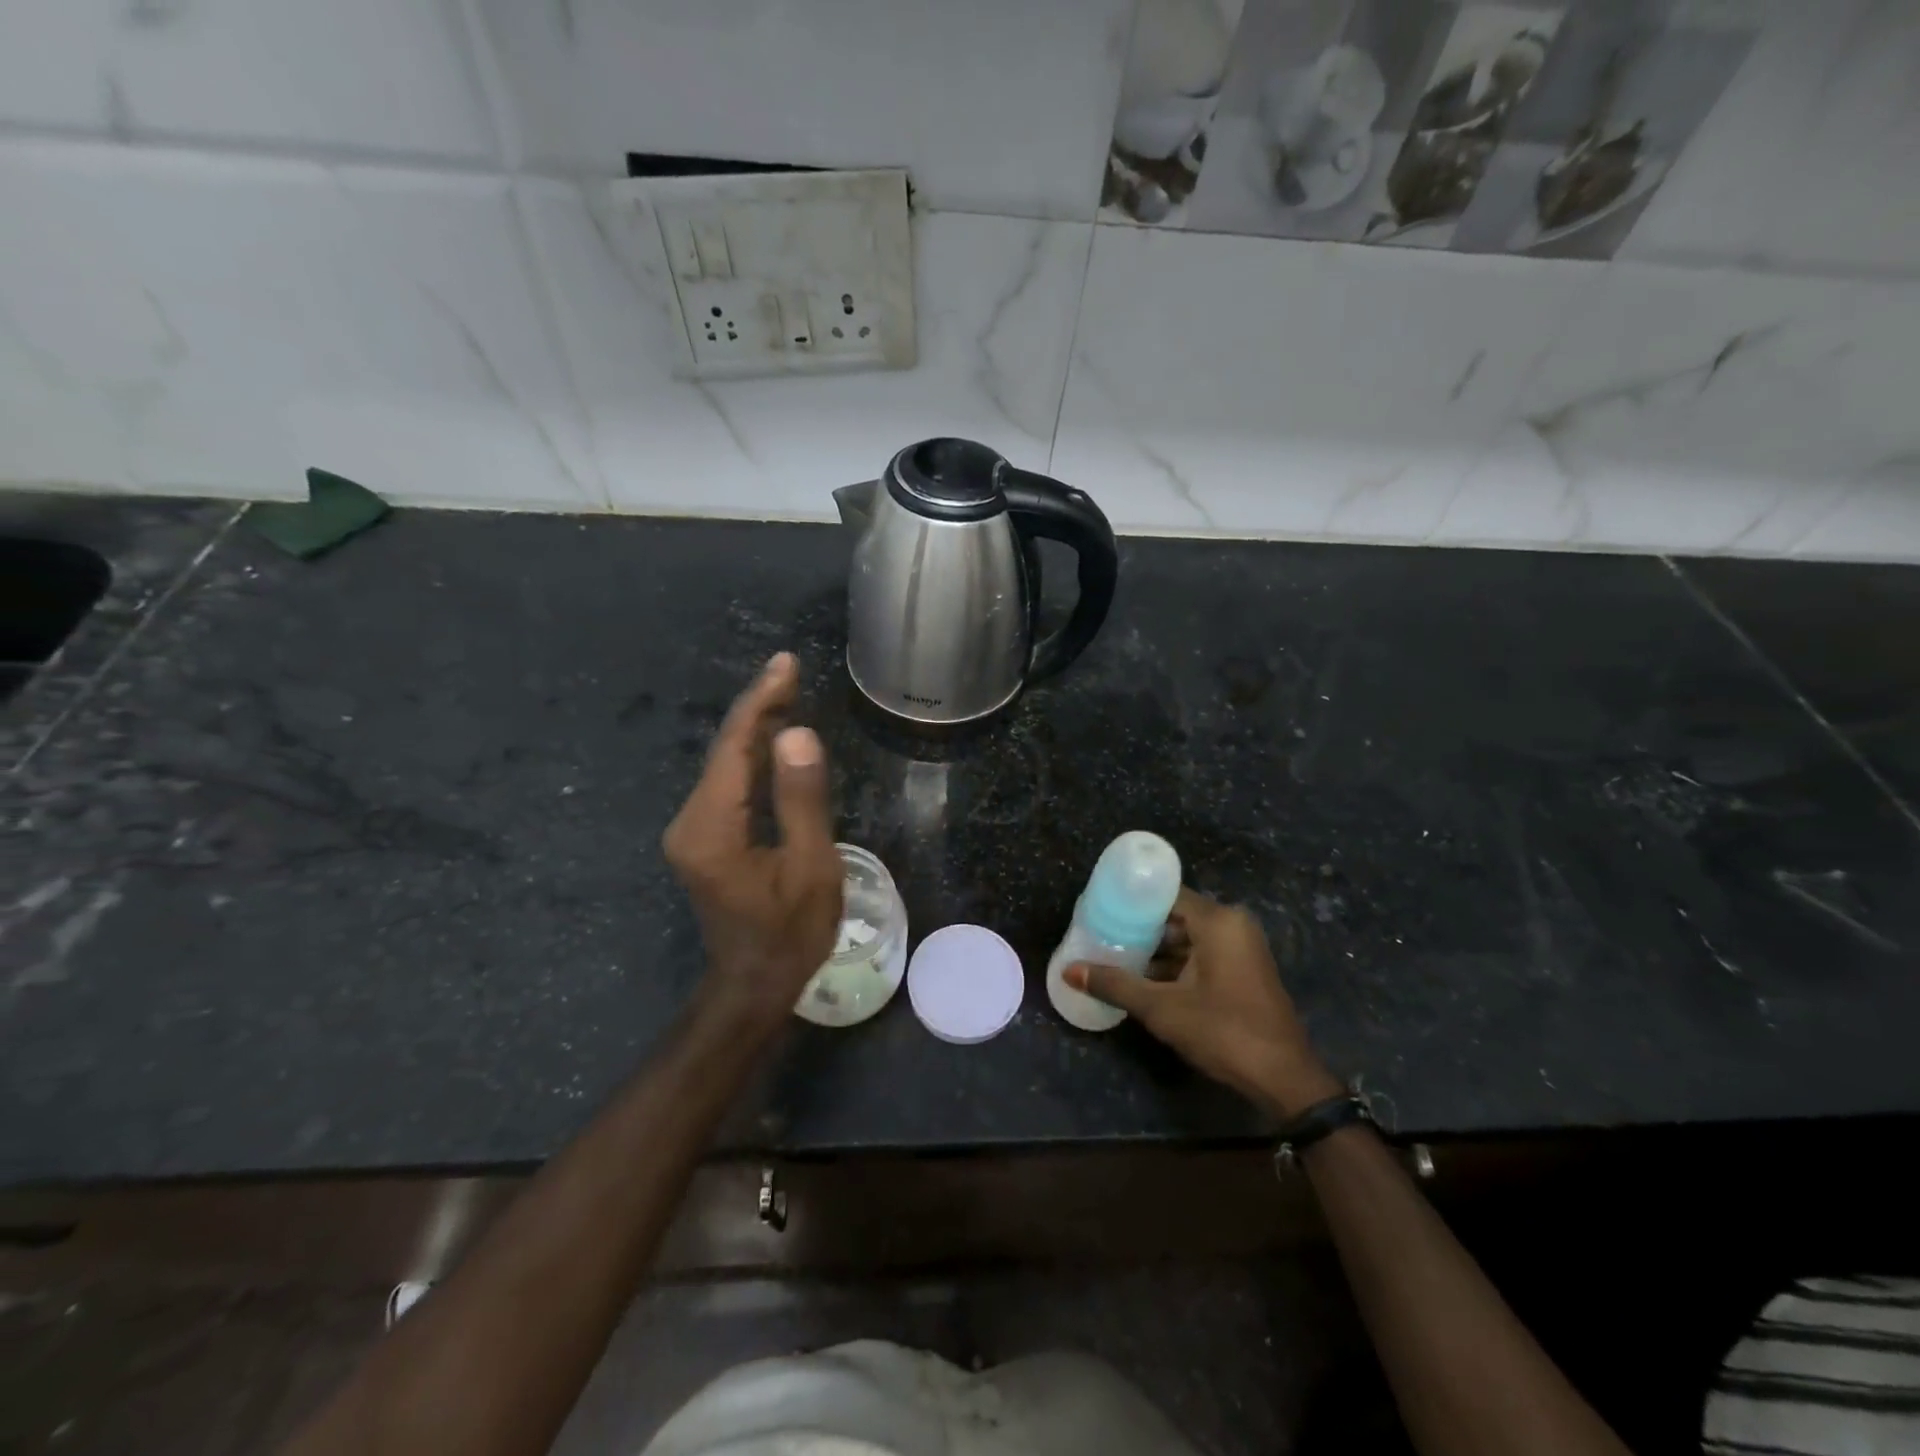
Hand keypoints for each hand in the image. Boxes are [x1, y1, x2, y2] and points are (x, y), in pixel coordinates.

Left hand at [663, 654, 841, 1026]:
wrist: (754, 983)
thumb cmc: (791, 933)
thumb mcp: (810, 868)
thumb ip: (802, 800)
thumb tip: (796, 735)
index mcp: (712, 828)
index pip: (734, 747)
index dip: (761, 701)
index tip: (785, 664)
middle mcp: (690, 822)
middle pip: (724, 751)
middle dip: (758, 708)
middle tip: (791, 671)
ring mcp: (691, 831)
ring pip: (724, 765)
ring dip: (756, 730)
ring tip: (789, 694)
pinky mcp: (700, 839)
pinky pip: (726, 785)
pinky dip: (751, 757)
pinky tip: (775, 742)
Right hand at [1064, 888, 1343, 1116]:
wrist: (1283, 1078)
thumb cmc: (1223, 1031)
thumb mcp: (1162, 1008)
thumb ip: (1115, 984)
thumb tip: (1069, 971)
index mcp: (1218, 921)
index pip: (1166, 894)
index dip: (1132, 901)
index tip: (1100, 909)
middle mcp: (1233, 925)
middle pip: (1176, 915)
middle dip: (1140, 928)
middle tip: (1102, 935)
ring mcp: (1242, 948)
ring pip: (1188, 937)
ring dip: (1156, 950)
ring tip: (1116, 957)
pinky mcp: (1244, 970)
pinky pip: (1202, 954)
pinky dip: (1176, 964)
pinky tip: (1145, 979)